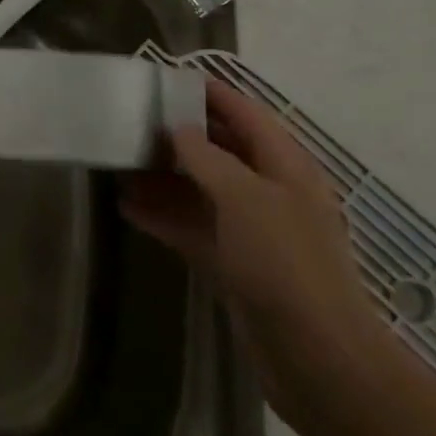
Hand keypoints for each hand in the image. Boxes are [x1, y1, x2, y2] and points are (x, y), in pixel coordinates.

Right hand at [121, 79, 399, 433]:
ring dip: (164, 177)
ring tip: (119, 163)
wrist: (315, 356)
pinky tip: (127, 208)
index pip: (246, 114)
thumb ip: (207, 157)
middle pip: (221, 150)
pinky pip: (193, 227)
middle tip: (132, 121)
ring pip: (202, 189)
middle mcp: (269, 191)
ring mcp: (251, 229)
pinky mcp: (234, 262)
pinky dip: (164, 216)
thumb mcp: (244, 197)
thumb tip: (179, 129)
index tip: (167, 79)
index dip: (211, 94)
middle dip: (180, 135)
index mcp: (285, 166)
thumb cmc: (284, 262)